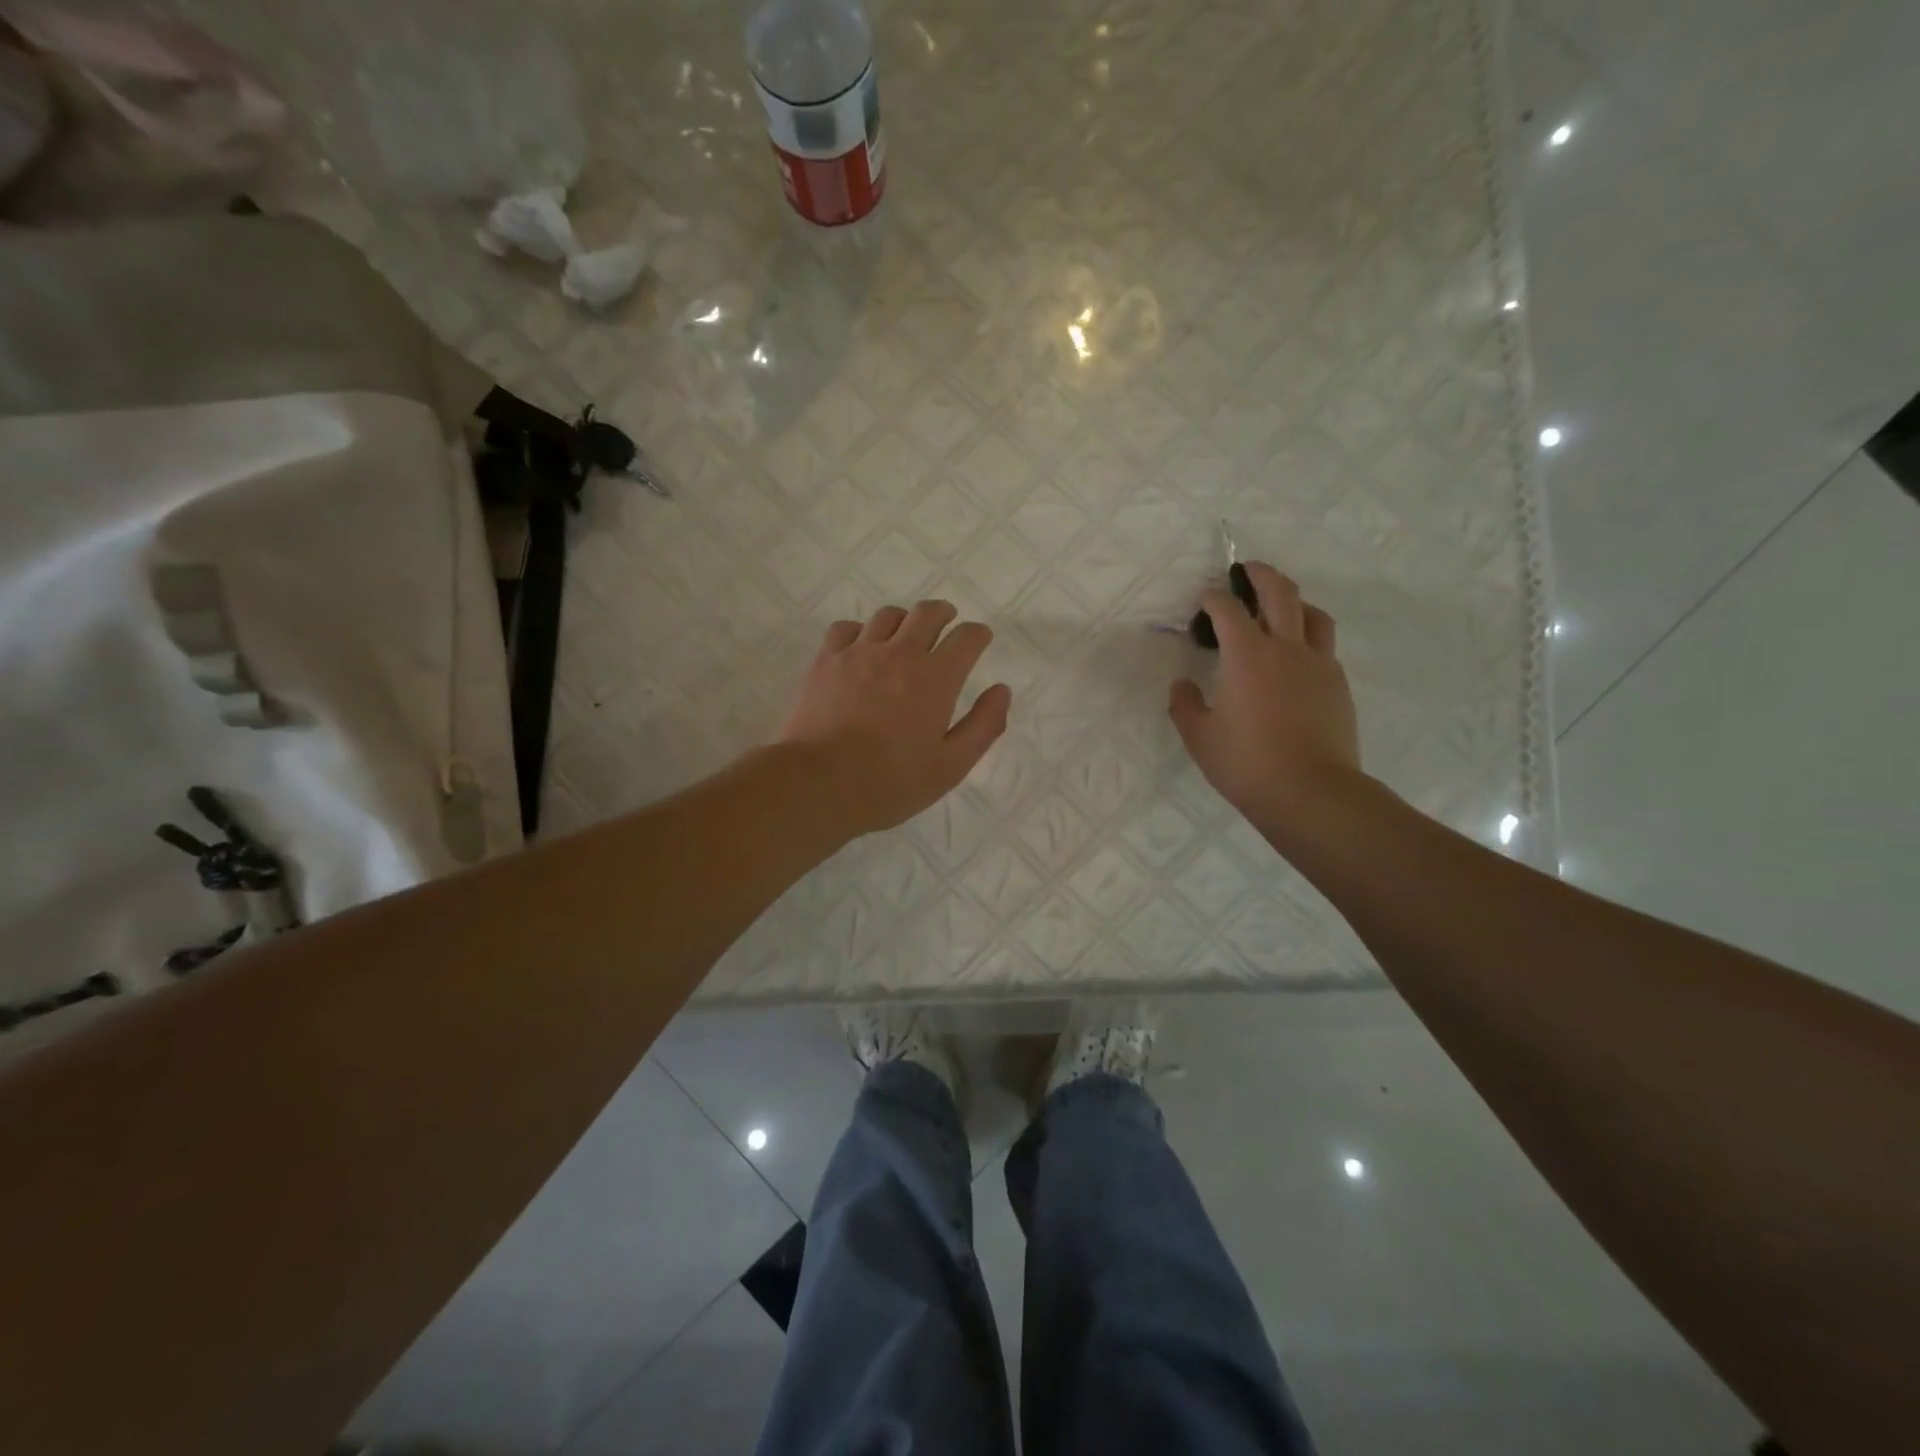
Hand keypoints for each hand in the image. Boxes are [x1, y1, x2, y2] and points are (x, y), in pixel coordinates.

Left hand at [782, 600, 1012, 834]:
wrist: (819, 783)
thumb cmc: (891, 781)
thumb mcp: (951, 766)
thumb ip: (983, 725)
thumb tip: (1002, 691)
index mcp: (936, 677)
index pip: (967, 637)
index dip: (978, 634)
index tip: (980, 640)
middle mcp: (900, 653)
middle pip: (927, 613)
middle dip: (944, 614)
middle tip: (946, 624)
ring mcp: (859, 652)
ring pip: (887, 616)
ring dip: (904, 620)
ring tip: (904, 635)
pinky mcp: (825, 660)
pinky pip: (846, 628)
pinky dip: (860, 631)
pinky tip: (860, 647)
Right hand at [1168, 562, 1362, 842]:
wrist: (1311, 792)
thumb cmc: (1246, 763)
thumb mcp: (1199, 737)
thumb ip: (1185, 704)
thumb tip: (1182, 685)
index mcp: (1247, 655)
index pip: (1227, 609)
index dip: (1212, 598)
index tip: (1203, 600)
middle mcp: (1286, 648)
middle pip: (1280, 592)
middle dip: (1260, 574)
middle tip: (1245, 570)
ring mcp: (1318, 664)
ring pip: (1312, 614)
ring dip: (1293, 601)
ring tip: (1280, 607)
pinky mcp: (1337, 684)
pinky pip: (1323, 646)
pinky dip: (1307, 637)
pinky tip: (1295, 657)